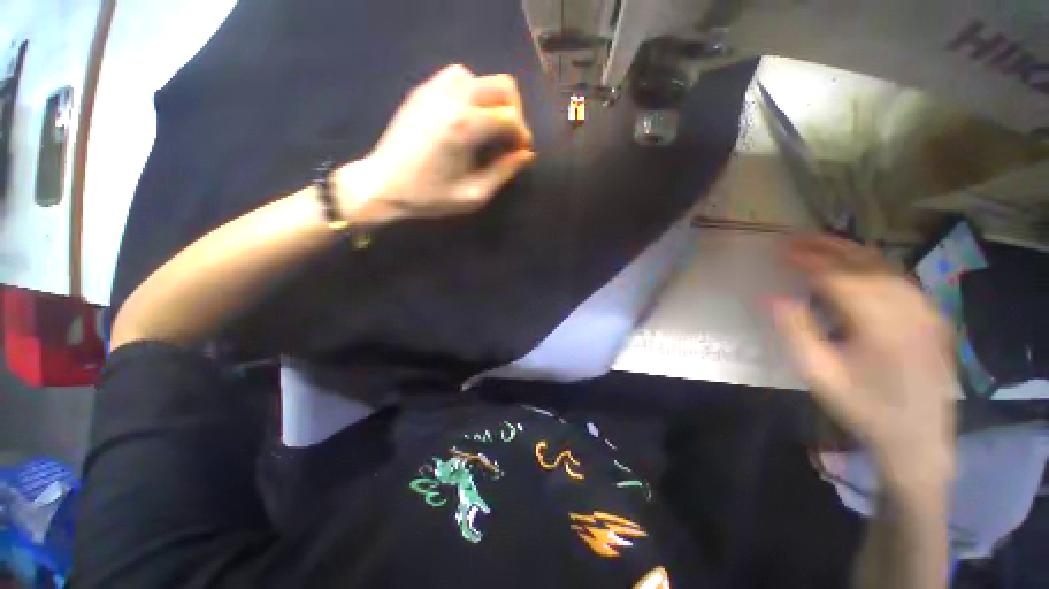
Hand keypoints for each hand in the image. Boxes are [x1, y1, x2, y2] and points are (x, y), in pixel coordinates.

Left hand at [339, 64, 534, 221]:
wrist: (382, 184)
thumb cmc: (429, 196)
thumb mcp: (473, 195)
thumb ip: (503, 173)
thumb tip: (526, 155)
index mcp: (465, 127)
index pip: (510, 117)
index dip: (522, 135)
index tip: (521, 153)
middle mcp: (453, 99)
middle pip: (502, 86)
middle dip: (515, 112)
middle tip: (510, 138)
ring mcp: (435, 89)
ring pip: (481, 78)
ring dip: (493, 101)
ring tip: (489, 128)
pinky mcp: (423, 90)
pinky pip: (458, 77)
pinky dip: (473, 92)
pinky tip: (468, 116)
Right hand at [772, 237, 956, 488]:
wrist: (917, 437)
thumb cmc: (863, 407)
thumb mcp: (819, 375)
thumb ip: (796, 332)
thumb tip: (773, 296)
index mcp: (882, 328)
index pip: (841, 279)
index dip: (809, 260)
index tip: (781, 250)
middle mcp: (910, 311)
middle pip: (866, 265)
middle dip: (827, 248)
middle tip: (795, 239)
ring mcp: (927, 312)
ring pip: (885, 267)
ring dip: (849, 251)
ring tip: (819, 244)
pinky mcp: (932, 316)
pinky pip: (899, 278)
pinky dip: (872, 264)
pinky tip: (854, 264)